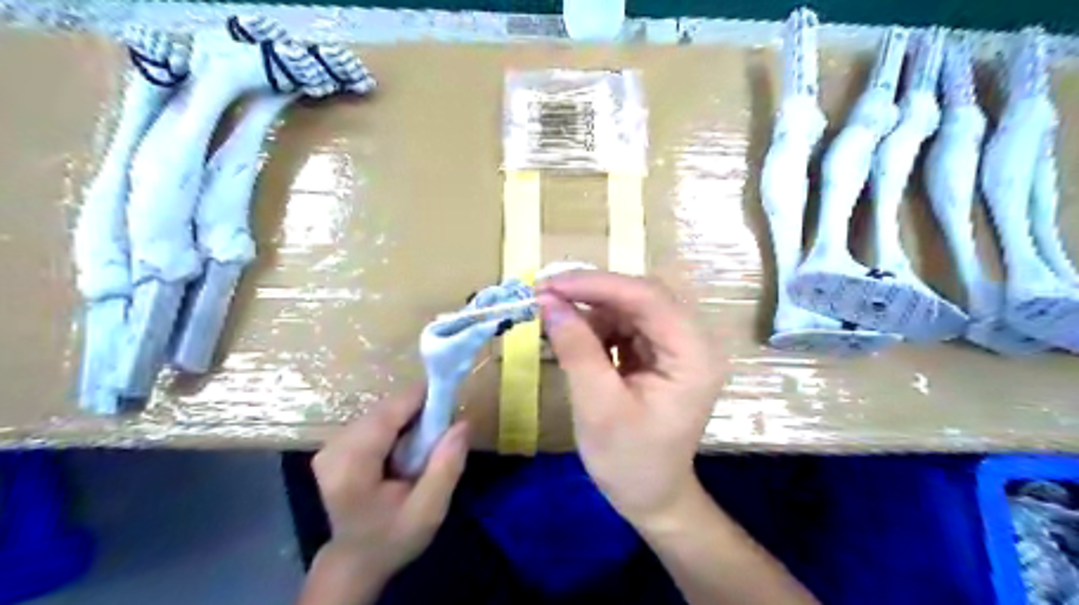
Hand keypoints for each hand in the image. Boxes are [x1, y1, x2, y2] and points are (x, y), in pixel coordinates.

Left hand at [307, 390, 467, 583]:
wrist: (355, 561)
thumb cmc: (393, 537)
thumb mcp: (429, 510)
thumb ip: (447, 466)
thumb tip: (463, 422)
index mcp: (352, 465)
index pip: (388, 413)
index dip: (421, 398)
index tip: (451, 398)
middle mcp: (334, 447)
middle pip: (385, 409)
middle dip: (418, 411)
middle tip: (443, 428)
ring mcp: (331, 444)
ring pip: (380, 411)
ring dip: (408, 417)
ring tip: (427, 440)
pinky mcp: (334, 444)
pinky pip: (373, 420)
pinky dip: (396, 425)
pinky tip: (405, 446)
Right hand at [534, 271, 718, 530]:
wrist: (650, 496)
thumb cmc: (629, 461)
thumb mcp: (598, 407)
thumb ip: (575, 350)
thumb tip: (547, 302)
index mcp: (693, 355)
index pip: (648, 298)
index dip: (597, 284)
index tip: (550, 285)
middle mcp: (690, 341)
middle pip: (640, 297)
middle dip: (591, 293)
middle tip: (544, 295)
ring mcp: (675, 345)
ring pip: (629, 307)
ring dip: (589, 309)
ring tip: (551, 317)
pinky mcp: (657, 353)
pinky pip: (624, 325)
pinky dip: (594, 326)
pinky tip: (570, 335)